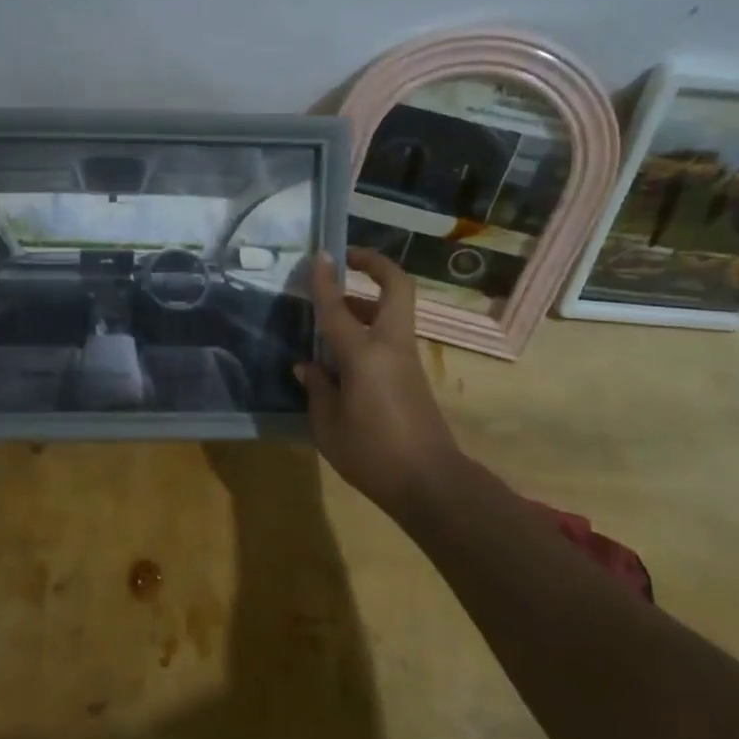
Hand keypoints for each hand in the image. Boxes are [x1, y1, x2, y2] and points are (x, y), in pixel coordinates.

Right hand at [297, 248, 466, 509]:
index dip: (325, 280)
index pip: (338, 308)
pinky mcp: (413, 375)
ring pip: (392, 311)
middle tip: (348, 260)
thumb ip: (318, 389)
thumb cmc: (372, 454)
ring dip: (367, 302)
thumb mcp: (328, 426)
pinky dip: (368, 331)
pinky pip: (389, 337)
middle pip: (396, 288)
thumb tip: (309, 366)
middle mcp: (390, 346)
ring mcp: (407, 359)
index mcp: (364, 355)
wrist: (430, 483)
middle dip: (375, 265)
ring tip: (335, 313)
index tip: (319, 255)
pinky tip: (342, 354)